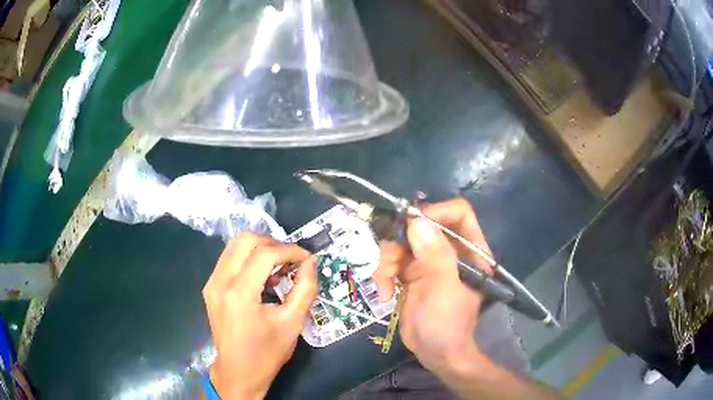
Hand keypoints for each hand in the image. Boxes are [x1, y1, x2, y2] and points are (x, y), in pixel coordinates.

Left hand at [203, 233, 316, 398]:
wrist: (238, 373)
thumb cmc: (267, 353)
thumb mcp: (292, 323)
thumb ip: (304, 289)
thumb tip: (310, 263)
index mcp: (239, 294)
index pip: (265, 254)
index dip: (290, 251)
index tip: (307, 259)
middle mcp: (220, 282)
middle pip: (245, 240)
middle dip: (272, 243)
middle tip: (291, 259)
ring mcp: (212, 283)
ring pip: (234, 246)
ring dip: (259, 248)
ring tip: (278, 266)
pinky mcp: (210, 288)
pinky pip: (228, 259)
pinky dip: (247, 258)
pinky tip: (262, 276)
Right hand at [374, 198, 492, 375]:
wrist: (434, 353)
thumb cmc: (448, 324)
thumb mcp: (444, 289)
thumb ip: (435, 255)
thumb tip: (417, 220)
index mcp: (469, 250)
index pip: (458, 213)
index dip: (435, 212)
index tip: (411, 225)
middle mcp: (449, 250)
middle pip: (421, 225)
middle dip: (400, 241)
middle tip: (389, 261)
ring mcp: (428, 261)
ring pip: (401, 242)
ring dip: (386, 261)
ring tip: (384, 285)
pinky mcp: (410, 273)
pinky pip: (391, 261)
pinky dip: (382, 274)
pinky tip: (383, 294)